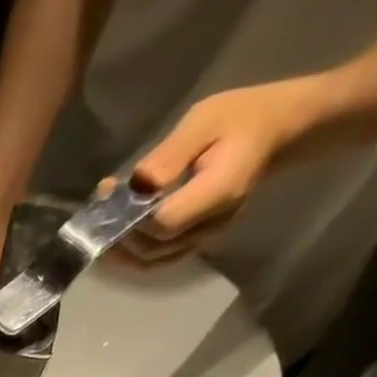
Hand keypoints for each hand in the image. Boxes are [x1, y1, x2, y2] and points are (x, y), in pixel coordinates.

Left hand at [111, 77, 323, 262]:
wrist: (278, 130)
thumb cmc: (243, 116)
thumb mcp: (206, 120)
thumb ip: (171, 154)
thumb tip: (137, 183)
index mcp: (216, 194)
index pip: (163, 225)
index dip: (132, 219)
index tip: (111, 194)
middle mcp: (209, 226)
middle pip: (153, 249)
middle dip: (119, 235)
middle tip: (97, 210)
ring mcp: (204, 237)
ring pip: (153, 259)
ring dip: (122, 248)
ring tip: (101, 223)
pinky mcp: (196, 239)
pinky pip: (160, 256)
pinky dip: (135, 249)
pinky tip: (119, 232)